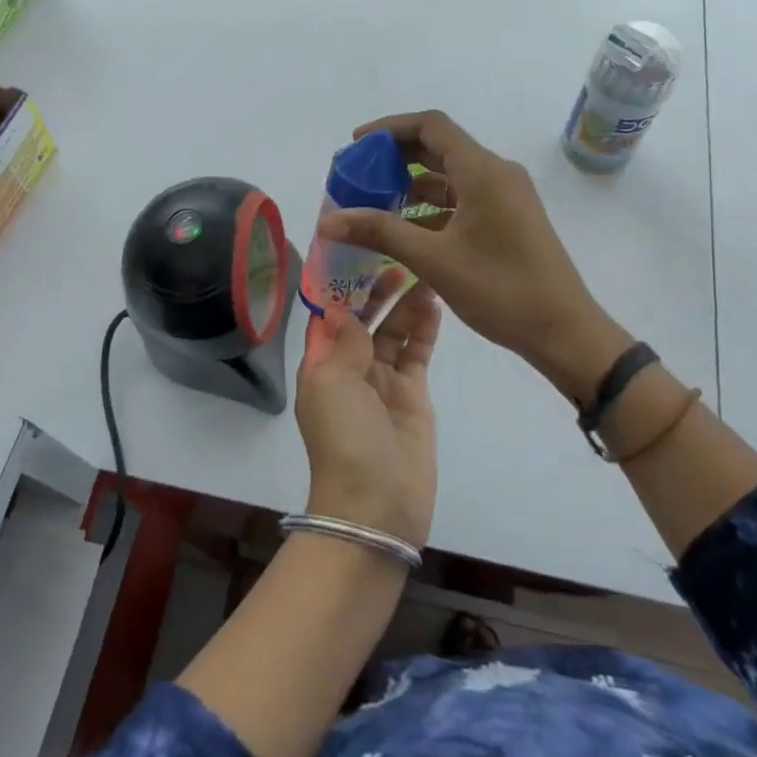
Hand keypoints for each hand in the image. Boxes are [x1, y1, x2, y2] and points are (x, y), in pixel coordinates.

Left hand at [294, 270, 440, 547]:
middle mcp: (350, 367)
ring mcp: (383, 381)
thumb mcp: (332, 383)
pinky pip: (417, 352)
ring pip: (394, 331)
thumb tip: (341, 306)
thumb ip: (344, 341)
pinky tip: (435, 302)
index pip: (331, 314)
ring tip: (424, 270)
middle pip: (365, 318)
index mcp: (321, 363)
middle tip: (401, 255)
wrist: (377, 505)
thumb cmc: (344, 438)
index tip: (361, 250)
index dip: (343, 284)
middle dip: (378, 288)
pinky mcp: (413, 395)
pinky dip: (424, 328)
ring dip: (405, 302)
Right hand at [317, 110, 630, 405]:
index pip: (430, 126)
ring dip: (412, 185)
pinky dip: (432, 207)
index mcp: (483, 171)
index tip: (356, 146)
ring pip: (450, 176)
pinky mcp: (509, 218)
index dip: (389, 128)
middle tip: (358, 176)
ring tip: (373, 204)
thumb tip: (328, 219)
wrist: (563, 330)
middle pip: (439, 148)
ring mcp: (506, 196)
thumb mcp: (433, 260)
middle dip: (395, 158)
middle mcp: (497, 173)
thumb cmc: (500, 289)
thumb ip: (380, 232)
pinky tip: (405, 230)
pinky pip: (463, 199)